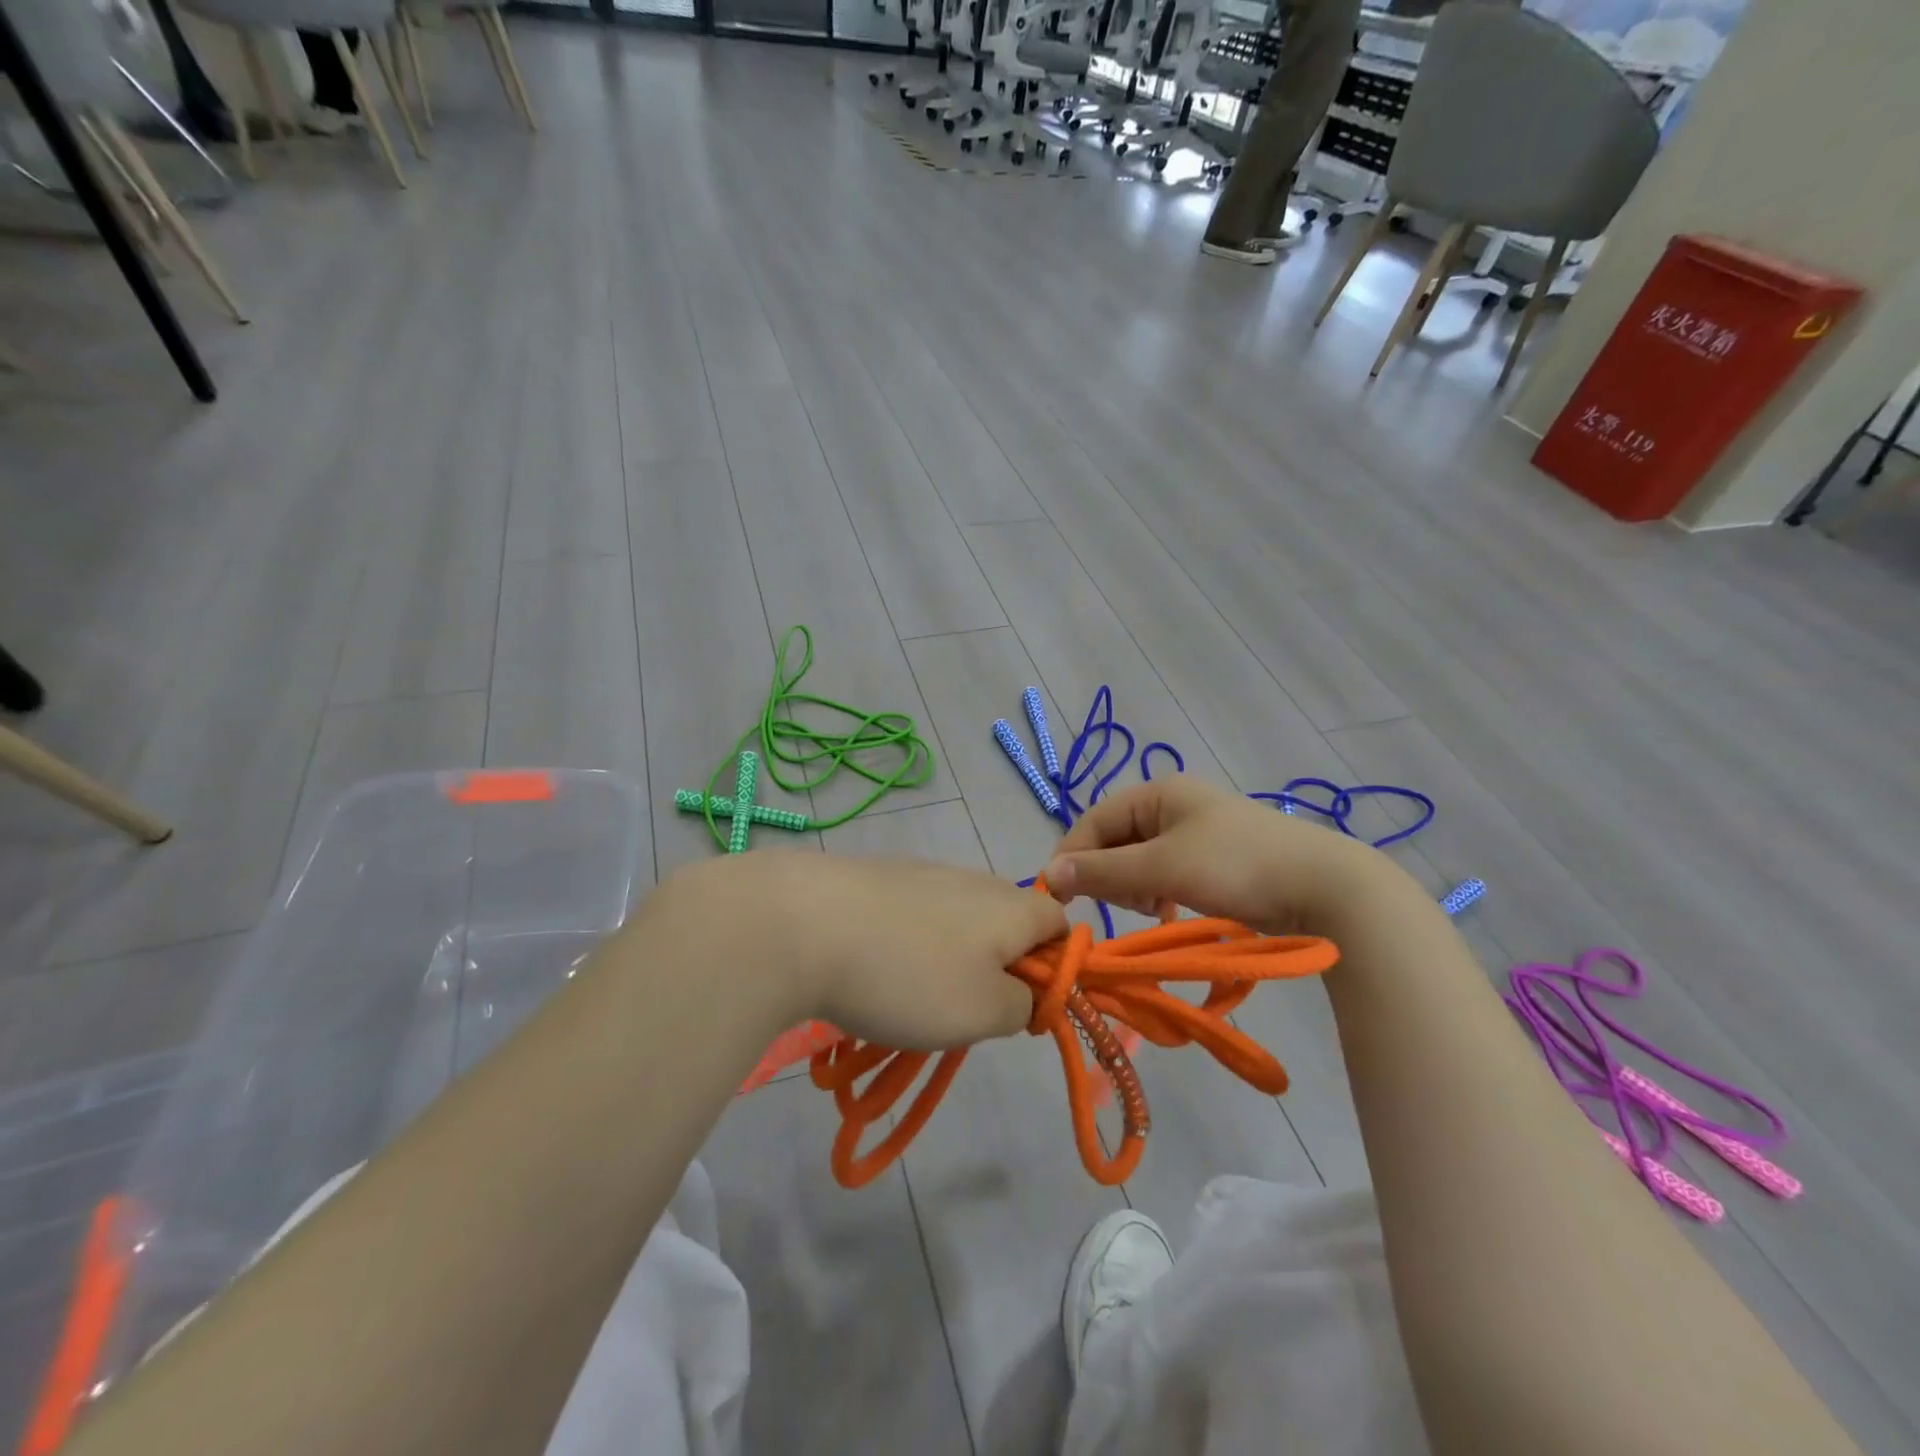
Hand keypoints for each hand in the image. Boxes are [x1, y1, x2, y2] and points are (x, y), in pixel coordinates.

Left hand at [664, 853, 1066, 1049]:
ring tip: (912, 995)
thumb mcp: (983, 1012)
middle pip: (1007, 922)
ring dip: (950, 959)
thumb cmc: (908, 975)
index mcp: (1010, 905)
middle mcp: (972, 878)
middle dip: (997, 968)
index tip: (1022, 1007)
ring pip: (957, 920)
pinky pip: (914, 914)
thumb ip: (1023, 1004)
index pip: (1060, 923)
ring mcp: (921, 872)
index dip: (1055, 967)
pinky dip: (908, 943)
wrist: (802, 923)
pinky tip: (875, 968)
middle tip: (964, 1009)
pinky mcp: (878, 877)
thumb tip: (1025, 992)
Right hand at [1043, 777, 1392, 935]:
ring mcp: (1195, 832)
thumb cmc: (1235, 866)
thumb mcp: (1163, 868)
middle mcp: (1173, 805)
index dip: (1073, 857)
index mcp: (1158, 793)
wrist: (1324, 887)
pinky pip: (1164, 873)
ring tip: (1155, 909)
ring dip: (1135, 888)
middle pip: (1115, 840)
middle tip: (1129, 905)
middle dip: (1111, 875)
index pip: (1094, 820)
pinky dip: (1158, 893)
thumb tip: (1048, 876)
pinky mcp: (1212, 859)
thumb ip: (1103, 871)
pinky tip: (1170, 911)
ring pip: (1139, 861)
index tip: (1060, 898)